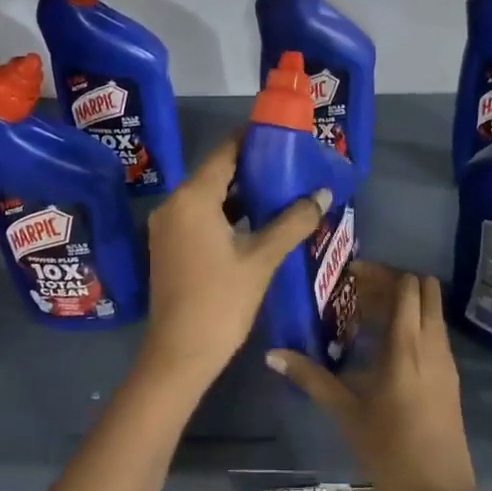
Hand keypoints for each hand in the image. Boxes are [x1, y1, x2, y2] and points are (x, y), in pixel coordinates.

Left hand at [138, 134, 330, 393]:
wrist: (179, 355)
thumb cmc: (221, 301)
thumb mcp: (262, 258)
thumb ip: (293, 221)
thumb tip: (323, 193)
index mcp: (192, 198)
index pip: (226, 152)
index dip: (254, 140)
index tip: (284, 136)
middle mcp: (174, 204)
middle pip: (217, 172)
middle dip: (253, 167)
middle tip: (292, 164)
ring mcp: (168, 226)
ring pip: (209, 195)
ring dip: (241, 192)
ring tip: (282, 188)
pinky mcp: (170, 245)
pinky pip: (201, 215)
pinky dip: (227, 212)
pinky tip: (258, 219)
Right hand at [267, 264, 486, 490]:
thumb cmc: (391, 452)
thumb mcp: (346, 413)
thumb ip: (311, 378)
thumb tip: (272, 354)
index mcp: (407, 345)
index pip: (405, 285)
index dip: (379, 273)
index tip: (348, 277)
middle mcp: (432, 344)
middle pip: (424, 289)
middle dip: (394, 282)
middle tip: (358, 294)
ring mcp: (446, 360)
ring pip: (431, 311)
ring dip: (404, 304)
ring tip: (366, 317)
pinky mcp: (450, 378)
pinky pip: (434, 333)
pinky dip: (414, 325)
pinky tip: (385, 348)